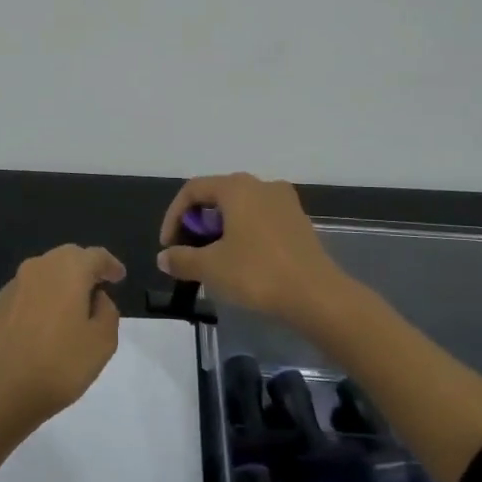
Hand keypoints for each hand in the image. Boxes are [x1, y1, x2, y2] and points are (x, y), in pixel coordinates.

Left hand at [0, 244, 125, 433]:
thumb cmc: (58, 366)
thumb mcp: (102, 343)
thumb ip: (108, 312)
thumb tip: (97, 298)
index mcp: (68, 270)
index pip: (95, 256)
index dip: (110, 265)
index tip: (119, 277)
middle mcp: (38, 268)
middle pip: (68, 257)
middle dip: (85, 269)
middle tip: (98, 288)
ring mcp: (13, 286)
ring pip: (45, 273)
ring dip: (61, 283)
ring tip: (72, 308)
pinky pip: (27, 292)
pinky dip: (41, 299)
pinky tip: (44, 324)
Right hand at [157, 173, 352, 329]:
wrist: (317, 296)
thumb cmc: (257, 273)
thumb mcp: (211, 268)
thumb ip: (182, 259)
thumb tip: (164, 258)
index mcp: (236, 187)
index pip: (193, 190)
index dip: (173, 215)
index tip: (169, 246)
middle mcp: (261, 185)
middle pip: (217, 196)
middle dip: (197, 223)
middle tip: (188, 252)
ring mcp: (284, 202)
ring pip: (240, 208)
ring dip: (220, 230)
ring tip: (213, 259)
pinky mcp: (299, 222)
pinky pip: (261, 220)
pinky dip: (243, 234)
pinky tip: (241, 262)